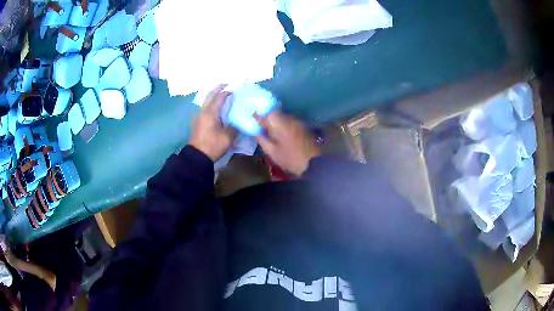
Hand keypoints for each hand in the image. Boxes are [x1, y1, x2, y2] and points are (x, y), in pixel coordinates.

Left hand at [189, 85, 235, 161]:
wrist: (197, 156)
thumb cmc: (213, 146)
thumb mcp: (227, 138)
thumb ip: (234, 127)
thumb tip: (238, 121)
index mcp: (211, 113)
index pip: (219, 98)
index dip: (227, 93)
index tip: (234, 90)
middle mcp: (203, 111)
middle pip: (210, 96)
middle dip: (217, 89)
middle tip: (226, 84)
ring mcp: (198, 116)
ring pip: (206, 101)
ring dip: (213, 96)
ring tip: (221, 94)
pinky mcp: (197, 122)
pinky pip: (204, 108)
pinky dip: (210, 103)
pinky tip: (215, 108)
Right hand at [255, 112, 320, 175]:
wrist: (314, 162)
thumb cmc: (290, 159)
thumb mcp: (272, 152)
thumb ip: (262, 139)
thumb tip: (255, 131)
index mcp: (280, 124)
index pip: (266, 115)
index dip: (258, 116)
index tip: (252, 117)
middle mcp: (289, 119)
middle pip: (275, 113)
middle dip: (267, 117)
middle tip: (260, 125)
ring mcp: (297, 122)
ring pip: (282, 116)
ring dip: (275, 120)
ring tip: (270, 130)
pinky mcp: (302, 126)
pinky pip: (289, 121)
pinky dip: (283, 124)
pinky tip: (281, 133)